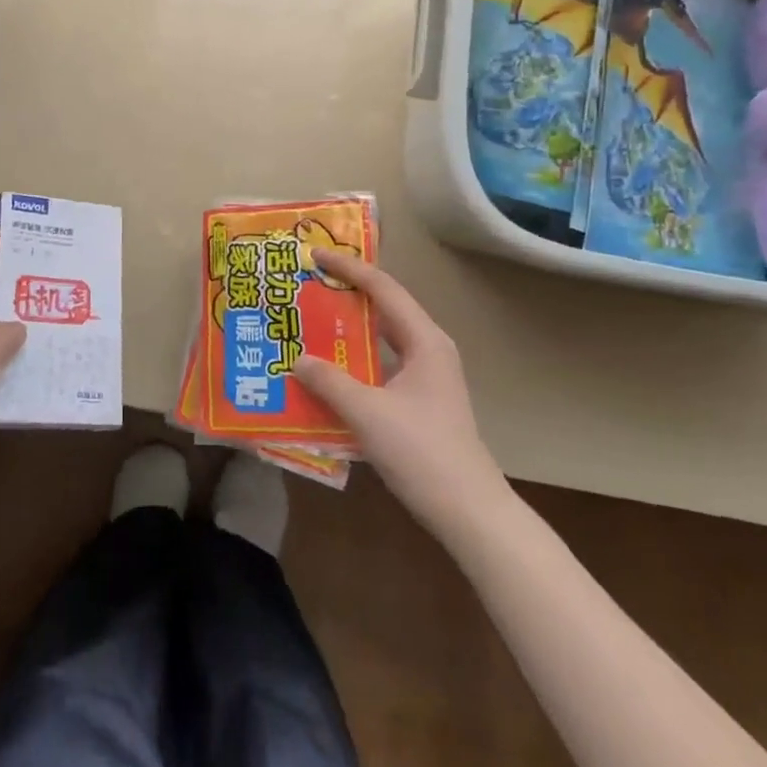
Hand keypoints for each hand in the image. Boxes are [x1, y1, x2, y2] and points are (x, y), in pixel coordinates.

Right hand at [292, 249, 507, 532]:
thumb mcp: (368, 412)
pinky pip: (381, 365)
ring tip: (309, 322)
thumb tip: (298, 360)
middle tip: (307, 286)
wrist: (468, 510)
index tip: (315, 256)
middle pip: (384, 308)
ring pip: (382, 339)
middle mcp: (428, 350)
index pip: (383, 288)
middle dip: (346, 294)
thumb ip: (329, 381)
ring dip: (349, 329)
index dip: (348, 268)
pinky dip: (354, 361)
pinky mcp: (419, 401)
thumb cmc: (421, 452)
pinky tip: (327, 372)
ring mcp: (426, 377)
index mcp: (424, 341)